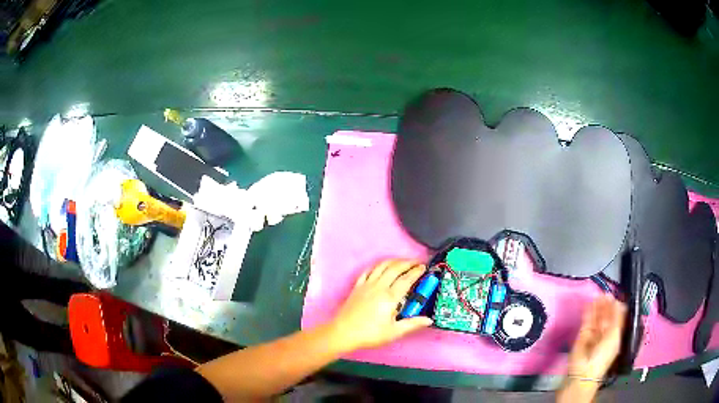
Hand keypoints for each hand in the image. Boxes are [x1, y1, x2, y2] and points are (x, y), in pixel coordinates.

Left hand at [329, 259, 432, 351]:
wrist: (344, 333)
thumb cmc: (369, 334)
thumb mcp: (394, 332)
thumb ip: (412, 324)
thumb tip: (427, 320)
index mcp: (389, 297)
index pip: (407, 279)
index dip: (417, 271)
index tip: (424, 268)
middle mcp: (378, 287)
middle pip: (395, 268)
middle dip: (408, 262)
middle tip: (416, 262)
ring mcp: (366, 285)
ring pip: (382, 266)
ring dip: (393, 261)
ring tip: (402, 261)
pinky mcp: (357, 287)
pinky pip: (368, 271)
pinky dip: (377, 266)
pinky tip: (381, 267)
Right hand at [568, 295, 626, 379]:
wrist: (583, 371)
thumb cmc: (603, 355)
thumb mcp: (614, 336)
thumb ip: (617, 318)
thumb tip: (619, 302)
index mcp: (614, 336)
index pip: (616, 319)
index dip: (616, 308)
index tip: (615, 297)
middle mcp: (604, 335)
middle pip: (606, 317)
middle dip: (606, 306)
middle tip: (605, 293)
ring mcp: (592, 335)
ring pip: (596, 318)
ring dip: (597, 307)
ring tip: (598, 295)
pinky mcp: (582, 336)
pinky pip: (586, 322)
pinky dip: (588, 312)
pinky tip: (590, 303)